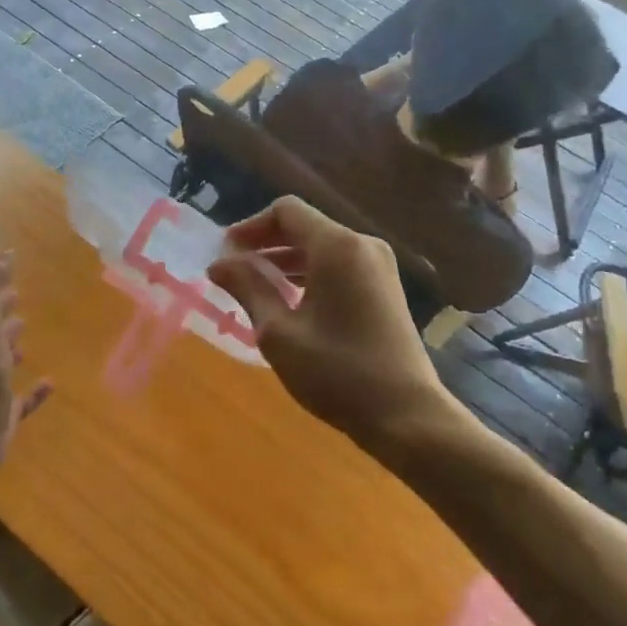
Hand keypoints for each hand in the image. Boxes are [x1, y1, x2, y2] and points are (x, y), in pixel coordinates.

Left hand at [0, 256, 50, 466]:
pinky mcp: (4, 416)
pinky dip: (35, 392)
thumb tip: (3, 254)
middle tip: (19, 299)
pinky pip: (22, 400)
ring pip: (2, 364)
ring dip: (12, 349)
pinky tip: (51, 383)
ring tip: (28, 338)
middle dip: (3, 316)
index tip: (11, 271)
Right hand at [207, 197, 454, 452]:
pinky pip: (339, 264)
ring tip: (254, 288)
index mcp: (337, 246)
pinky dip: (310, 274)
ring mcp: (378, 264)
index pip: (286, 211)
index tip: (225, 253)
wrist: (407, 415)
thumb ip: (248, 289)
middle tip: (233, 271)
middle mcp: (361, 244)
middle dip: (266, 244)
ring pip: (322, 247)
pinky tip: (289, 301)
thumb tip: (219, 264)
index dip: (250, 226)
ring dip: (287, 261)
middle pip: (305, 226)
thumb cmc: (338, 372)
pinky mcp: (385, 286)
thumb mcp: (280, 333)